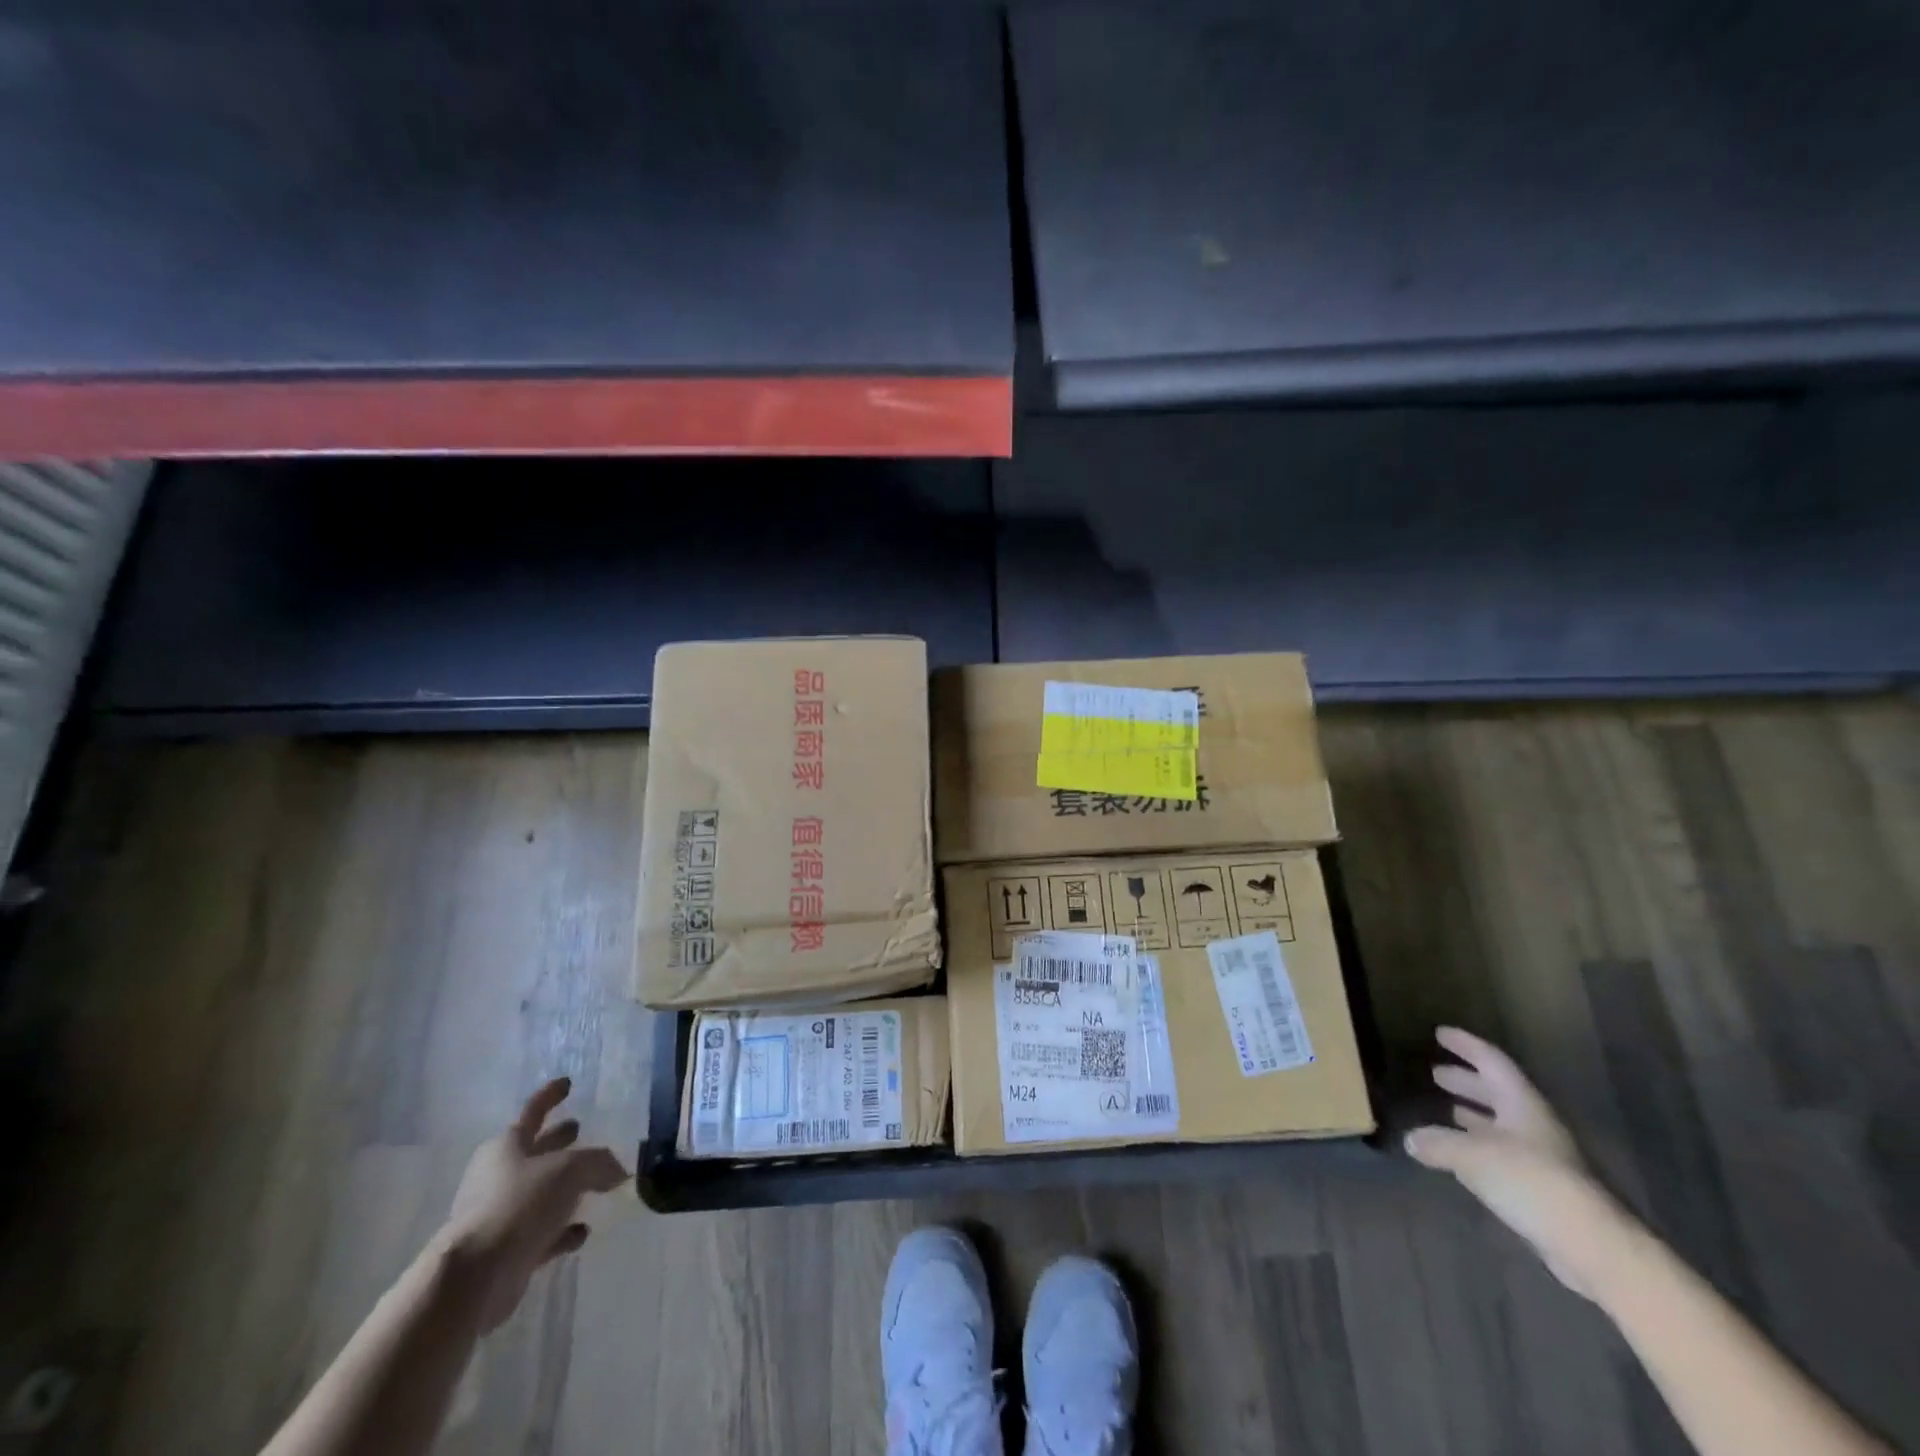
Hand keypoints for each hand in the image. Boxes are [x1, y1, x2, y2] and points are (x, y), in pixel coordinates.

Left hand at [444, 1078, 629, 1330]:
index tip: (568, 1083)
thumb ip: (599, 1163)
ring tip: (596, 1183)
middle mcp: (499, 1176)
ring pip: (540, 1192)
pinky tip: (582, 1231)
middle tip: (580, 1129)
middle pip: (535, 1151)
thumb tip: (617, 1170)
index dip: (552, 1095)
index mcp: (507, 1146)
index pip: (534, 1110)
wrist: (474, 1277)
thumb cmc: (519, 1203)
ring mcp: (500, 1215)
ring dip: (564, 1189)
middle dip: (557, 1140)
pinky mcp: (505, 1251)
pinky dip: (561, 1230)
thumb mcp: (570, 1169)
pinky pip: (541, 1232)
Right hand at [1405, 1027, 1625, 1296]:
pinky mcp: (1543, 1187)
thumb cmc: (1530, 1180)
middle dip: (1466, 1081)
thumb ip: (1438, 1142)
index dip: (1466, 1045)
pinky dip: (1480, 1147)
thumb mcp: (1472, 1155)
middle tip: (1436, 1073)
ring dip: (1474, 1114)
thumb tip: (1412, 1139)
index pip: (1492, 1061)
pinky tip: (1462, 1155)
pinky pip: (1504, 1154)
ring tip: (1446, 1110)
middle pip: (1497, 1092)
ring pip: (1502, 1125)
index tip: (1440, 1033)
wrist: (1591, 1245)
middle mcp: (1533, 1124)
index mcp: (1522, 1103)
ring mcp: (1543, 1157)